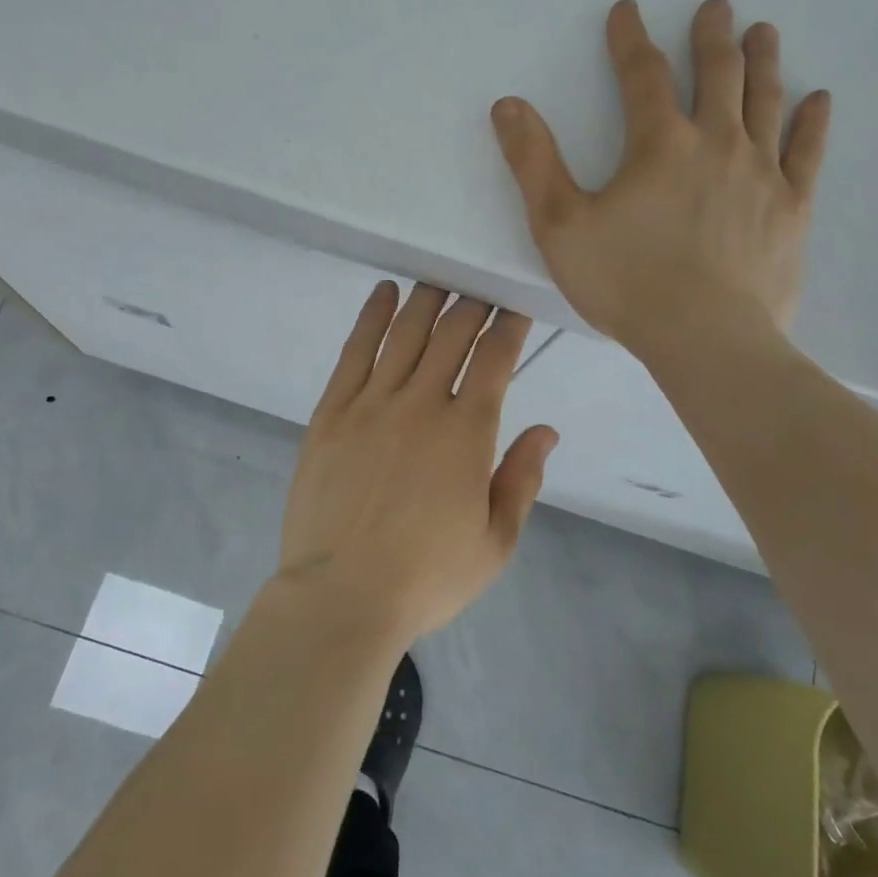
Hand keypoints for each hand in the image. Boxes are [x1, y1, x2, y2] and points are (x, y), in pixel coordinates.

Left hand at [277, 283, 557, 642]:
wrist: (341, 597)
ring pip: (405, 333)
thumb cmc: (426, 577)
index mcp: (466, 433)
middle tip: (480, 288)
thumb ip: (522, 480)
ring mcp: (371, 404)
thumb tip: (546, 430)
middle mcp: (421, 404)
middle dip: (472, 305)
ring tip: (439, 279)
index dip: (508, 327)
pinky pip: (355, 352)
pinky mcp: (331, 413)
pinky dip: (371, 317)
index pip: (494, 359)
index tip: (514, 309)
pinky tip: (383, 294)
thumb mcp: (495, 543)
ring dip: (426, 300)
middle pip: (451, 334)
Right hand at [490, 0, 830, 363]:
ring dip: (763, 61)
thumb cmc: (626, 282)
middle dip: (712, 36)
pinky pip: (806, 153)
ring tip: (763, 31)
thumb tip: (508, 105)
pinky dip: (812, 121)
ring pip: (765, 101)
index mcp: (659, 145)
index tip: (627, 10)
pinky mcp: (791, 208)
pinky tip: (817, 98)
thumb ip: (533, 162)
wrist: (704, 338)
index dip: (630, 38)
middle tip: (716, 6)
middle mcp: (716, 143)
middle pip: (717, 74)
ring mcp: (762, 173)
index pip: (642, 75)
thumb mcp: (559, 225)